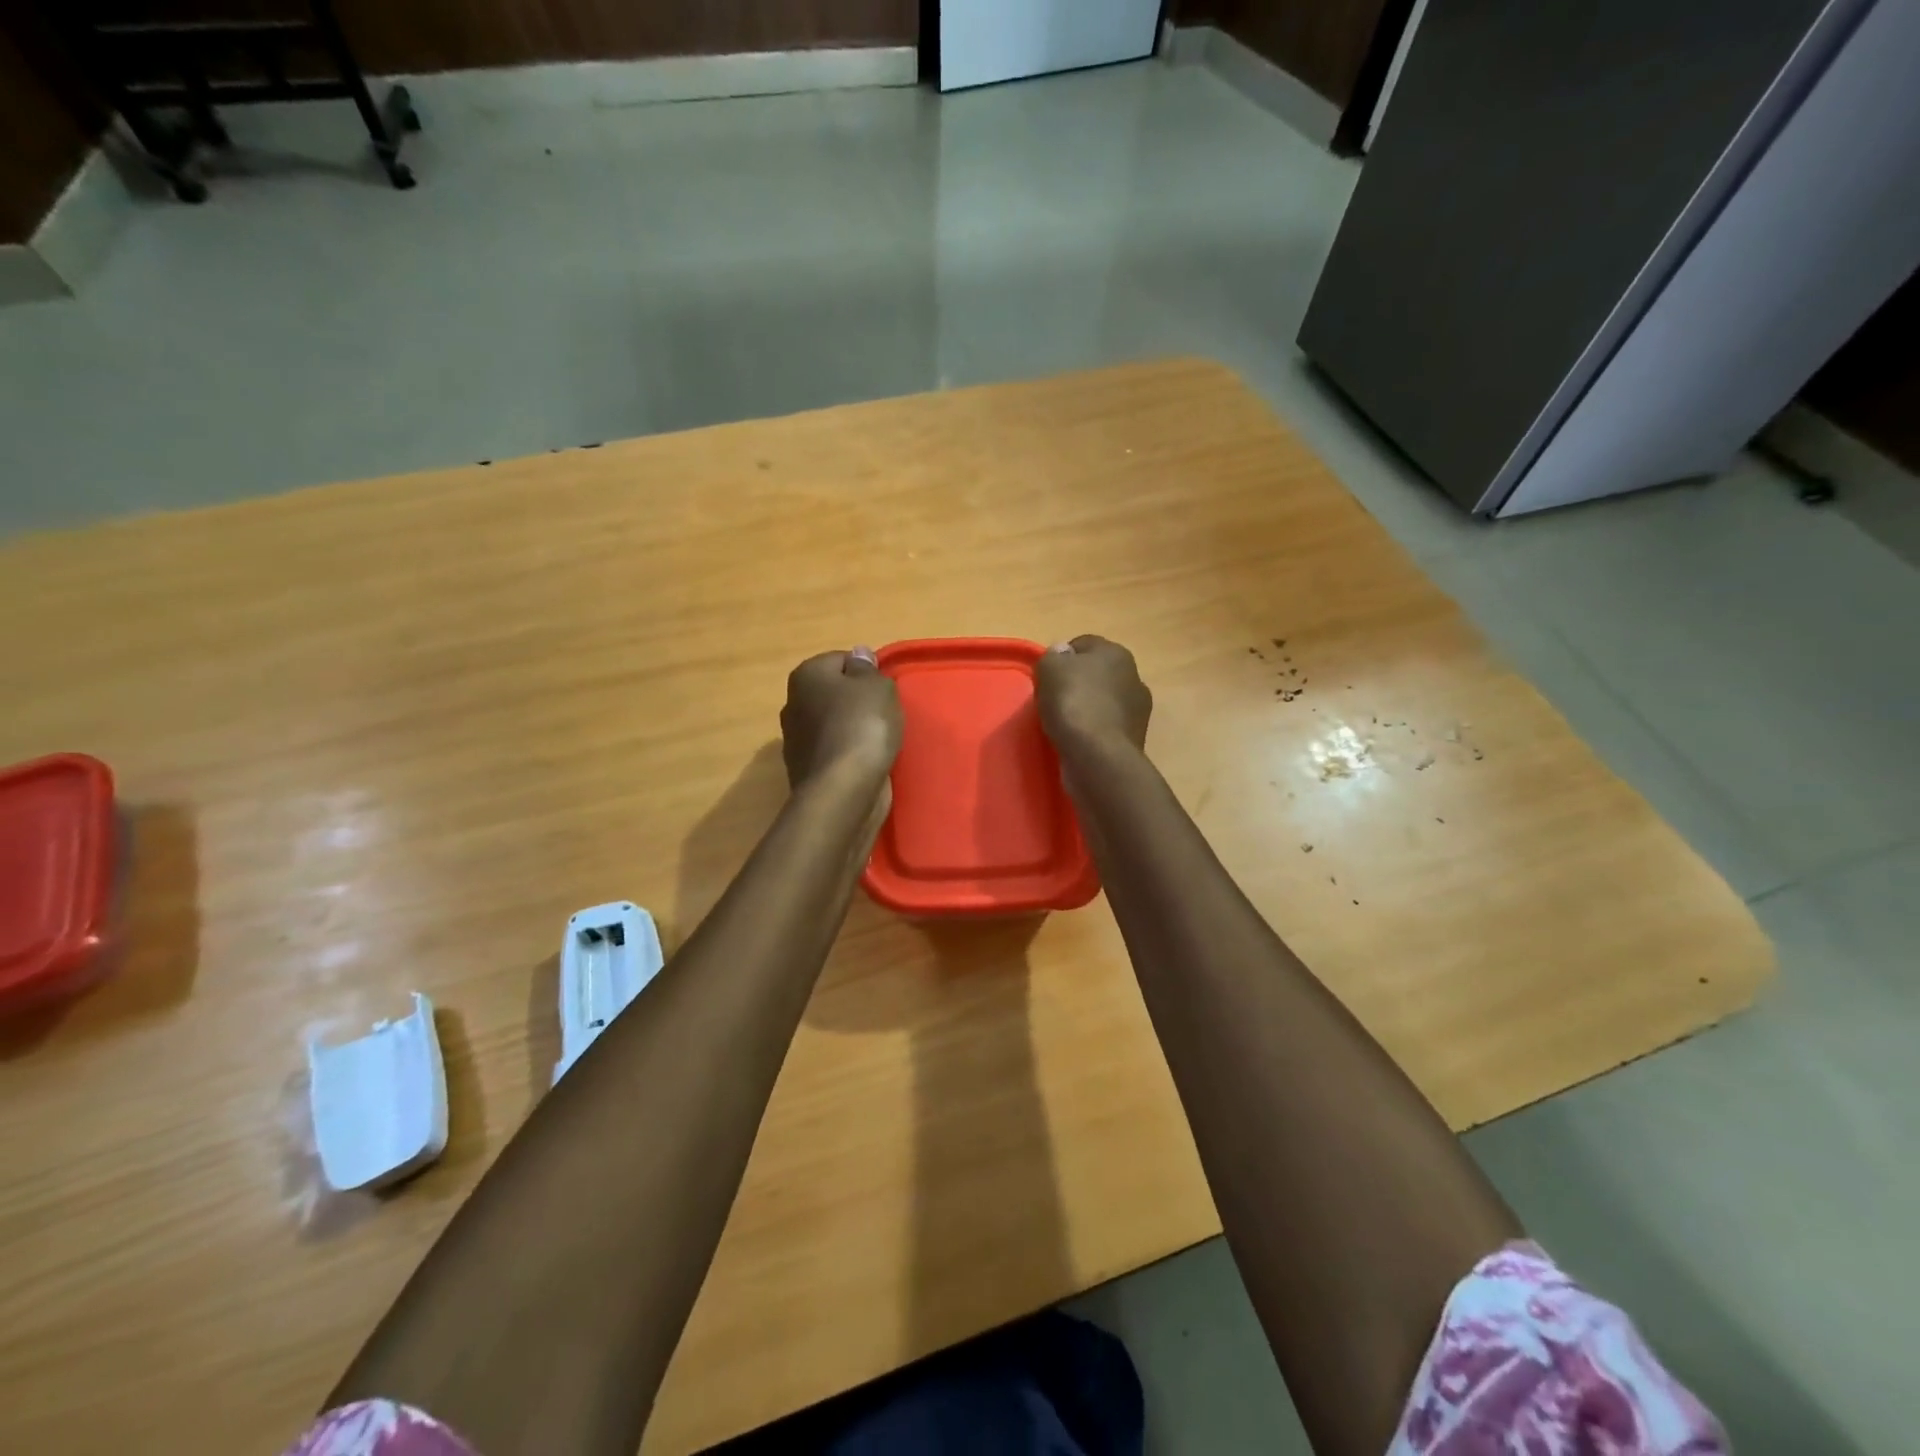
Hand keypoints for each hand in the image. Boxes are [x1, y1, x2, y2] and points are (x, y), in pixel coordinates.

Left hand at [780, 648, 903, 791]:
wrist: (843, 789)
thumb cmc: (862, 726)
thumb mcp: (877, 686)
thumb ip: (867, 668)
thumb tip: (858, 654)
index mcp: (806, 675)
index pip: (842, 660)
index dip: (867, 673)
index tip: (884, 691)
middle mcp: (792, 702)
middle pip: (834, 693)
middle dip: (856, 701)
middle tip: (883, 714)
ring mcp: (794, 738)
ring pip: (832, 723)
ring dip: (851, 729)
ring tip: (877, 742)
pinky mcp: (803, 768)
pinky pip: (832, 750)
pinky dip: (846, 754)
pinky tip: (864, 763)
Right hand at [1035, 635, 1152, 757]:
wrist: (1098, 755)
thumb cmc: (1073, 702)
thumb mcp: (1049, 668)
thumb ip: (1053, 656)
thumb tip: (1063, 654)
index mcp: (1116, 653)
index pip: (1083, 645)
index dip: (1062, 658)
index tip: (1046, 677)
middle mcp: (1134, 676)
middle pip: (1097, 674)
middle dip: (1078, 684)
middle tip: (1054, 699)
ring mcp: (1138, 709)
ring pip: (1104, 701)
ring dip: (1087, 708)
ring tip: (1064, 724)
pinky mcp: (1135, 738)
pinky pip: (1107, 726)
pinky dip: (1094, 730)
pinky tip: (1079, 741)